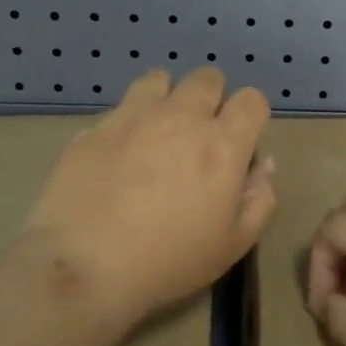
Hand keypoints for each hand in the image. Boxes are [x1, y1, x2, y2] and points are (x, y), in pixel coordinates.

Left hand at [22, 67, 275, 326]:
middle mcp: (182, 117)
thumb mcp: (233, 245)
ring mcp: (134, 116)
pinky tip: (116, 155)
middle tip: (198, 135)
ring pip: (159, 79)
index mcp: (222, 144)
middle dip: (210, 98)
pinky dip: (126, 123)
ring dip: (166, 98)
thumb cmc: (168, 262)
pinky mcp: (95, 126)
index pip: (252, 99)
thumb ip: (259, 199)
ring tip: (156, 130)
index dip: (249, 116)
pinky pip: (119, 108)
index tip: (239, 142)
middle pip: (207, 78)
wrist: (83, 267)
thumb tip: (263, 165)